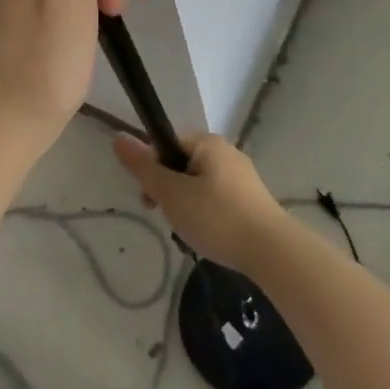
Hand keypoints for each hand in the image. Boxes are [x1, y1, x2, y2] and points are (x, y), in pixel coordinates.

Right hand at [113, 132, 286, 273]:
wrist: (271, 250)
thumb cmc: (216, 216)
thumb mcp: (171, 193)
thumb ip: (144, 167)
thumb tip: (118, 138)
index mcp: (209, 143)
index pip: (168, 143)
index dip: (153, 168)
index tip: (150, 197)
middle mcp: (227, 152)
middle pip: (183, 164)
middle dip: (169, 190)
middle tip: (167, 217)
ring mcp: (243, 177)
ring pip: (200, 184)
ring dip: (187, 204)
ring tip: (189, 231)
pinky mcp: (253, 200)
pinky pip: (218, 199)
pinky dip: (207, 214)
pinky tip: (209, 235)